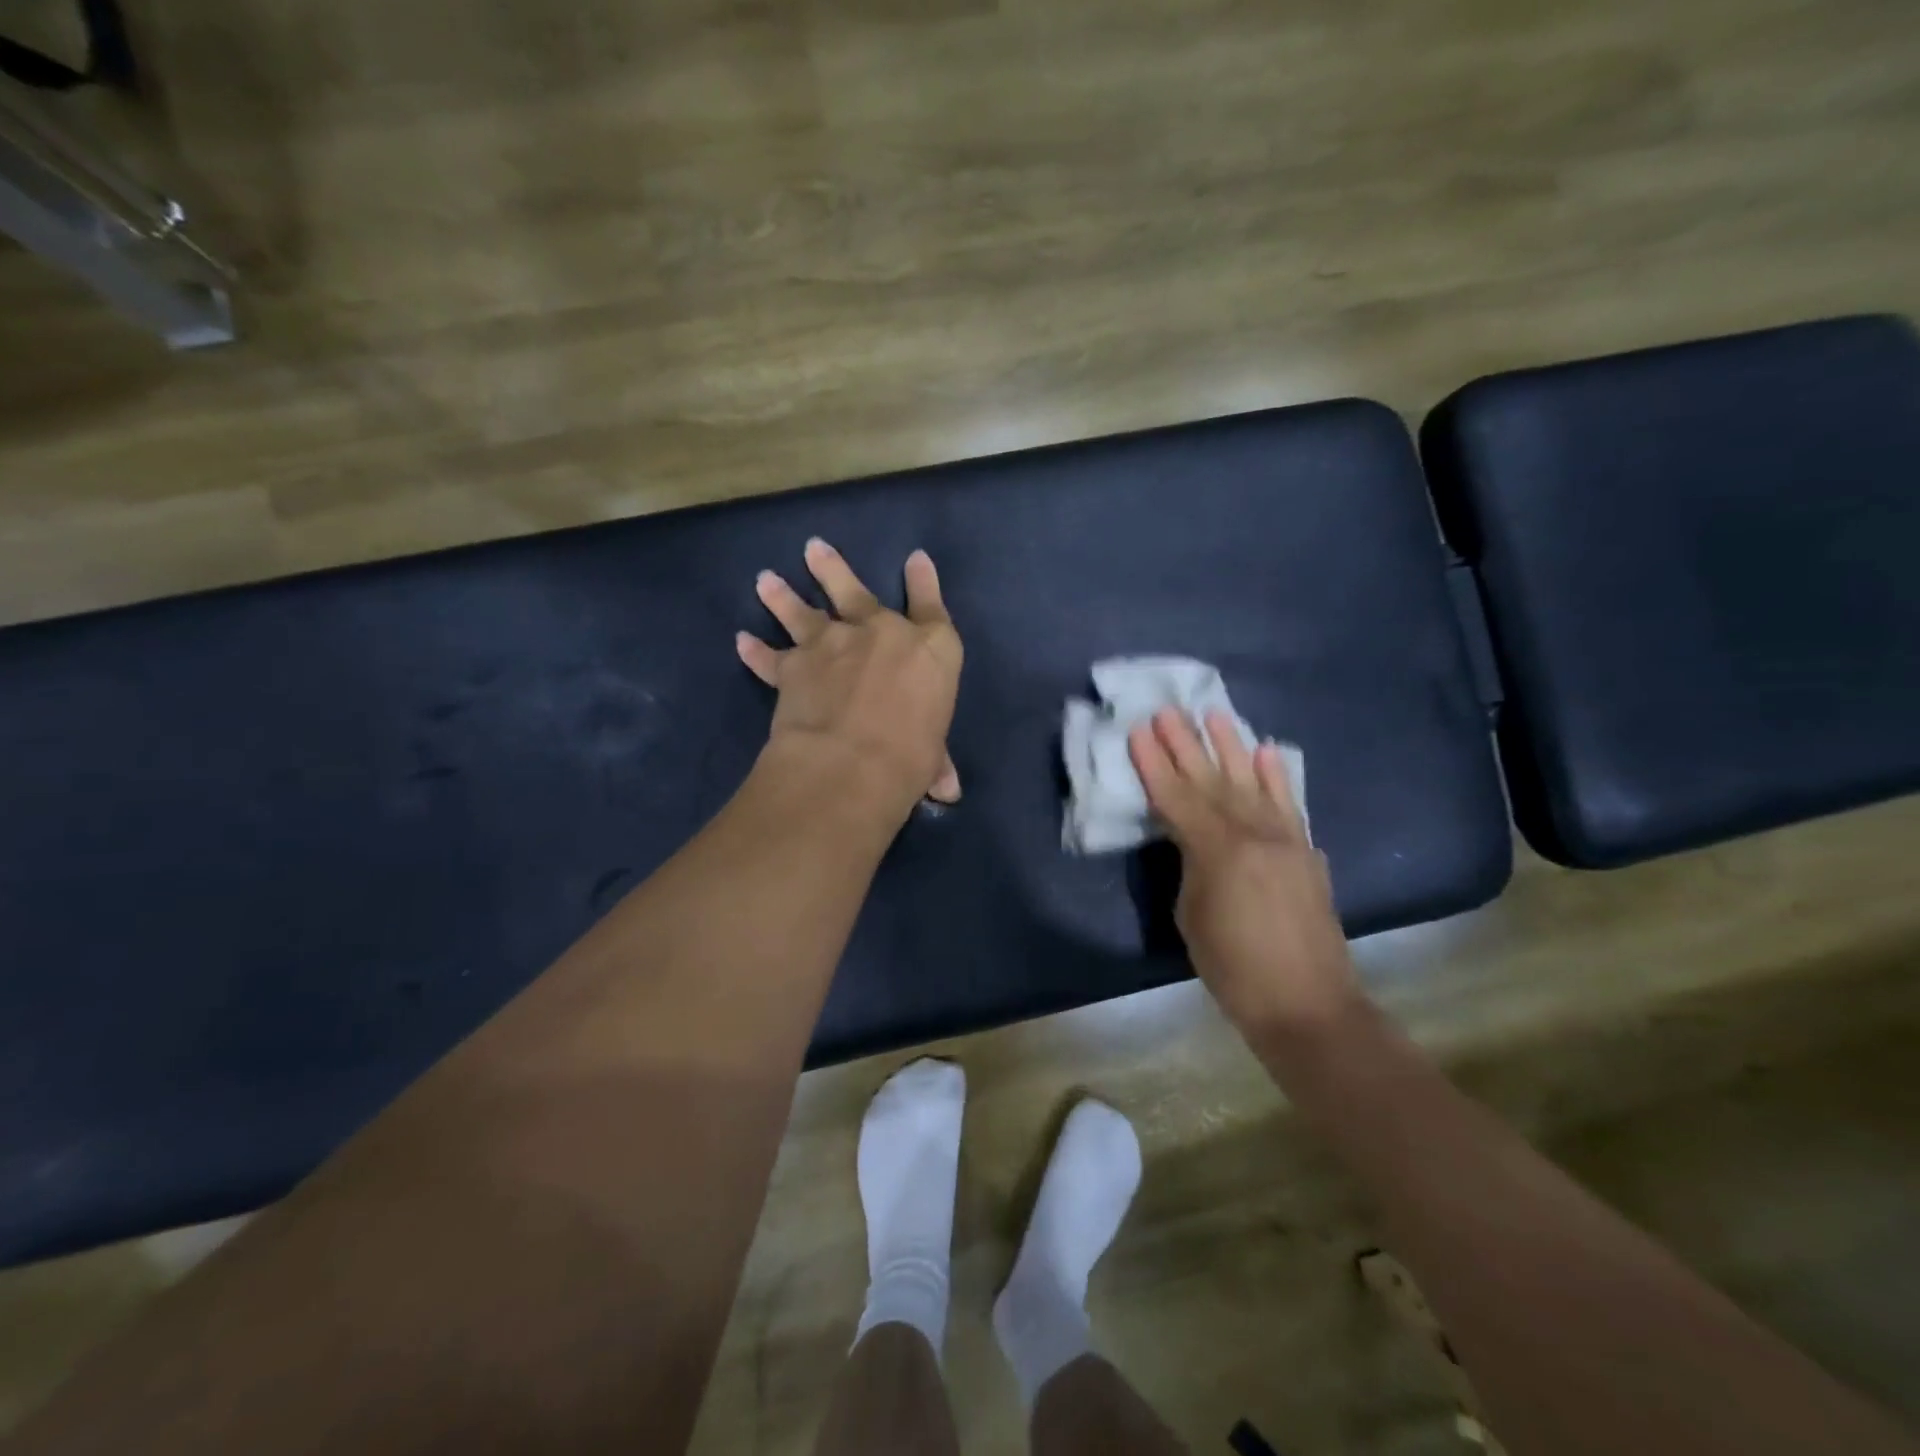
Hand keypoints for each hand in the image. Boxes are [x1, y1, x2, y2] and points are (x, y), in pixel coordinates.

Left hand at [737, 539, 963, 811]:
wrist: (852, 762)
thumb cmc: (911, 756)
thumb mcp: (932, 757)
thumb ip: (936, 762)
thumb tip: (948, 789)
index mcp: (929, 649)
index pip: (931, 607)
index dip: (925, 582)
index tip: (916, 559)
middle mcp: (880, 633)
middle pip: (856, 592)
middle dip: (834, 570)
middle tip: (813, 548)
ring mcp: (833, 644)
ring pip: (804, 613)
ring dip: (783, 596)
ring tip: (766, 579)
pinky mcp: (794, 666)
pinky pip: (770, 658)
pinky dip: (755, 652)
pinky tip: (741, 642)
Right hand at [1128, 708, 1360, 1037]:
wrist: (1306, 1003)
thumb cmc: (1233, 967)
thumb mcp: (1192, 913)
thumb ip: (1192, 864)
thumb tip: (1196, 840)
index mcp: (1216, 849)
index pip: (1176, 797)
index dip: (1154, 764)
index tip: (1139, 730)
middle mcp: (1253, 833)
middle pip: (1212, 780)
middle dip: (1186, 744)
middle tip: (1167, 710)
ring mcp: (1284, 838)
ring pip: (1252, 781)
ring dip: (1231, 746)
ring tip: (1215, 714)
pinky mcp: (1304, 851)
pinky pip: (1288, 803)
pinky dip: (1277, 776)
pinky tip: (1266, 752)